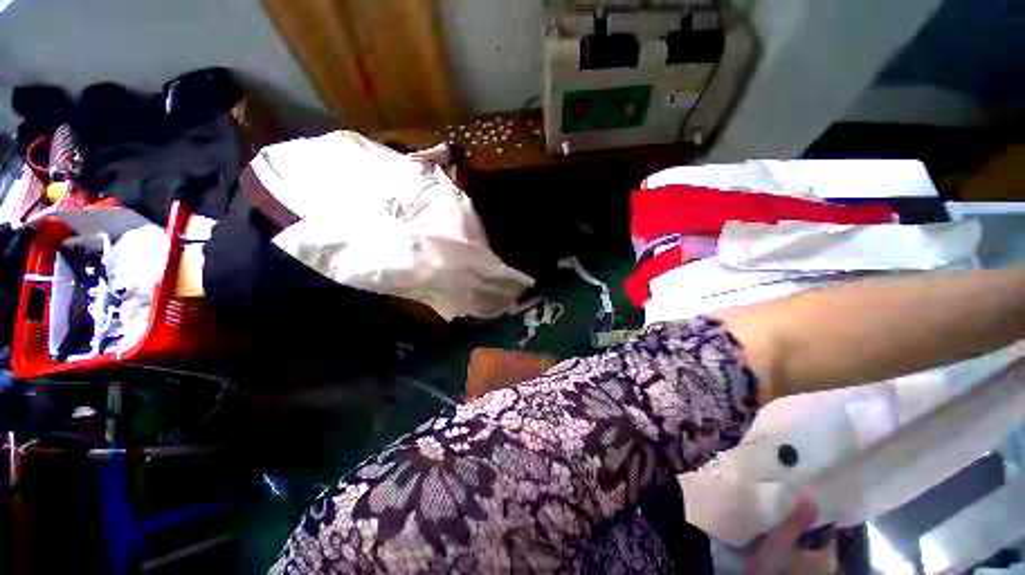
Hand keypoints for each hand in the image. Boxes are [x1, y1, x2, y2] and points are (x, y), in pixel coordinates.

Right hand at [743, 494, 836, 574]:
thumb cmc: (775, 566)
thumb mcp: (782, 541)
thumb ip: (798, 520)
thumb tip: (811, 493)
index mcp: (829, 557)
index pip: (827, 529)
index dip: (815, 514)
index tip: (799, 499)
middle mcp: (828, 566)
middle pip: (817, 538)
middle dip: (802, 525)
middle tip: (784, 508)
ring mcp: (815, 572)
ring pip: (808, 547)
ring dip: (796, 535)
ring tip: (778, 521)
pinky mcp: (802, 574)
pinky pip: (801, 555)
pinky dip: (792, 546)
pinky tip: (778, 540)